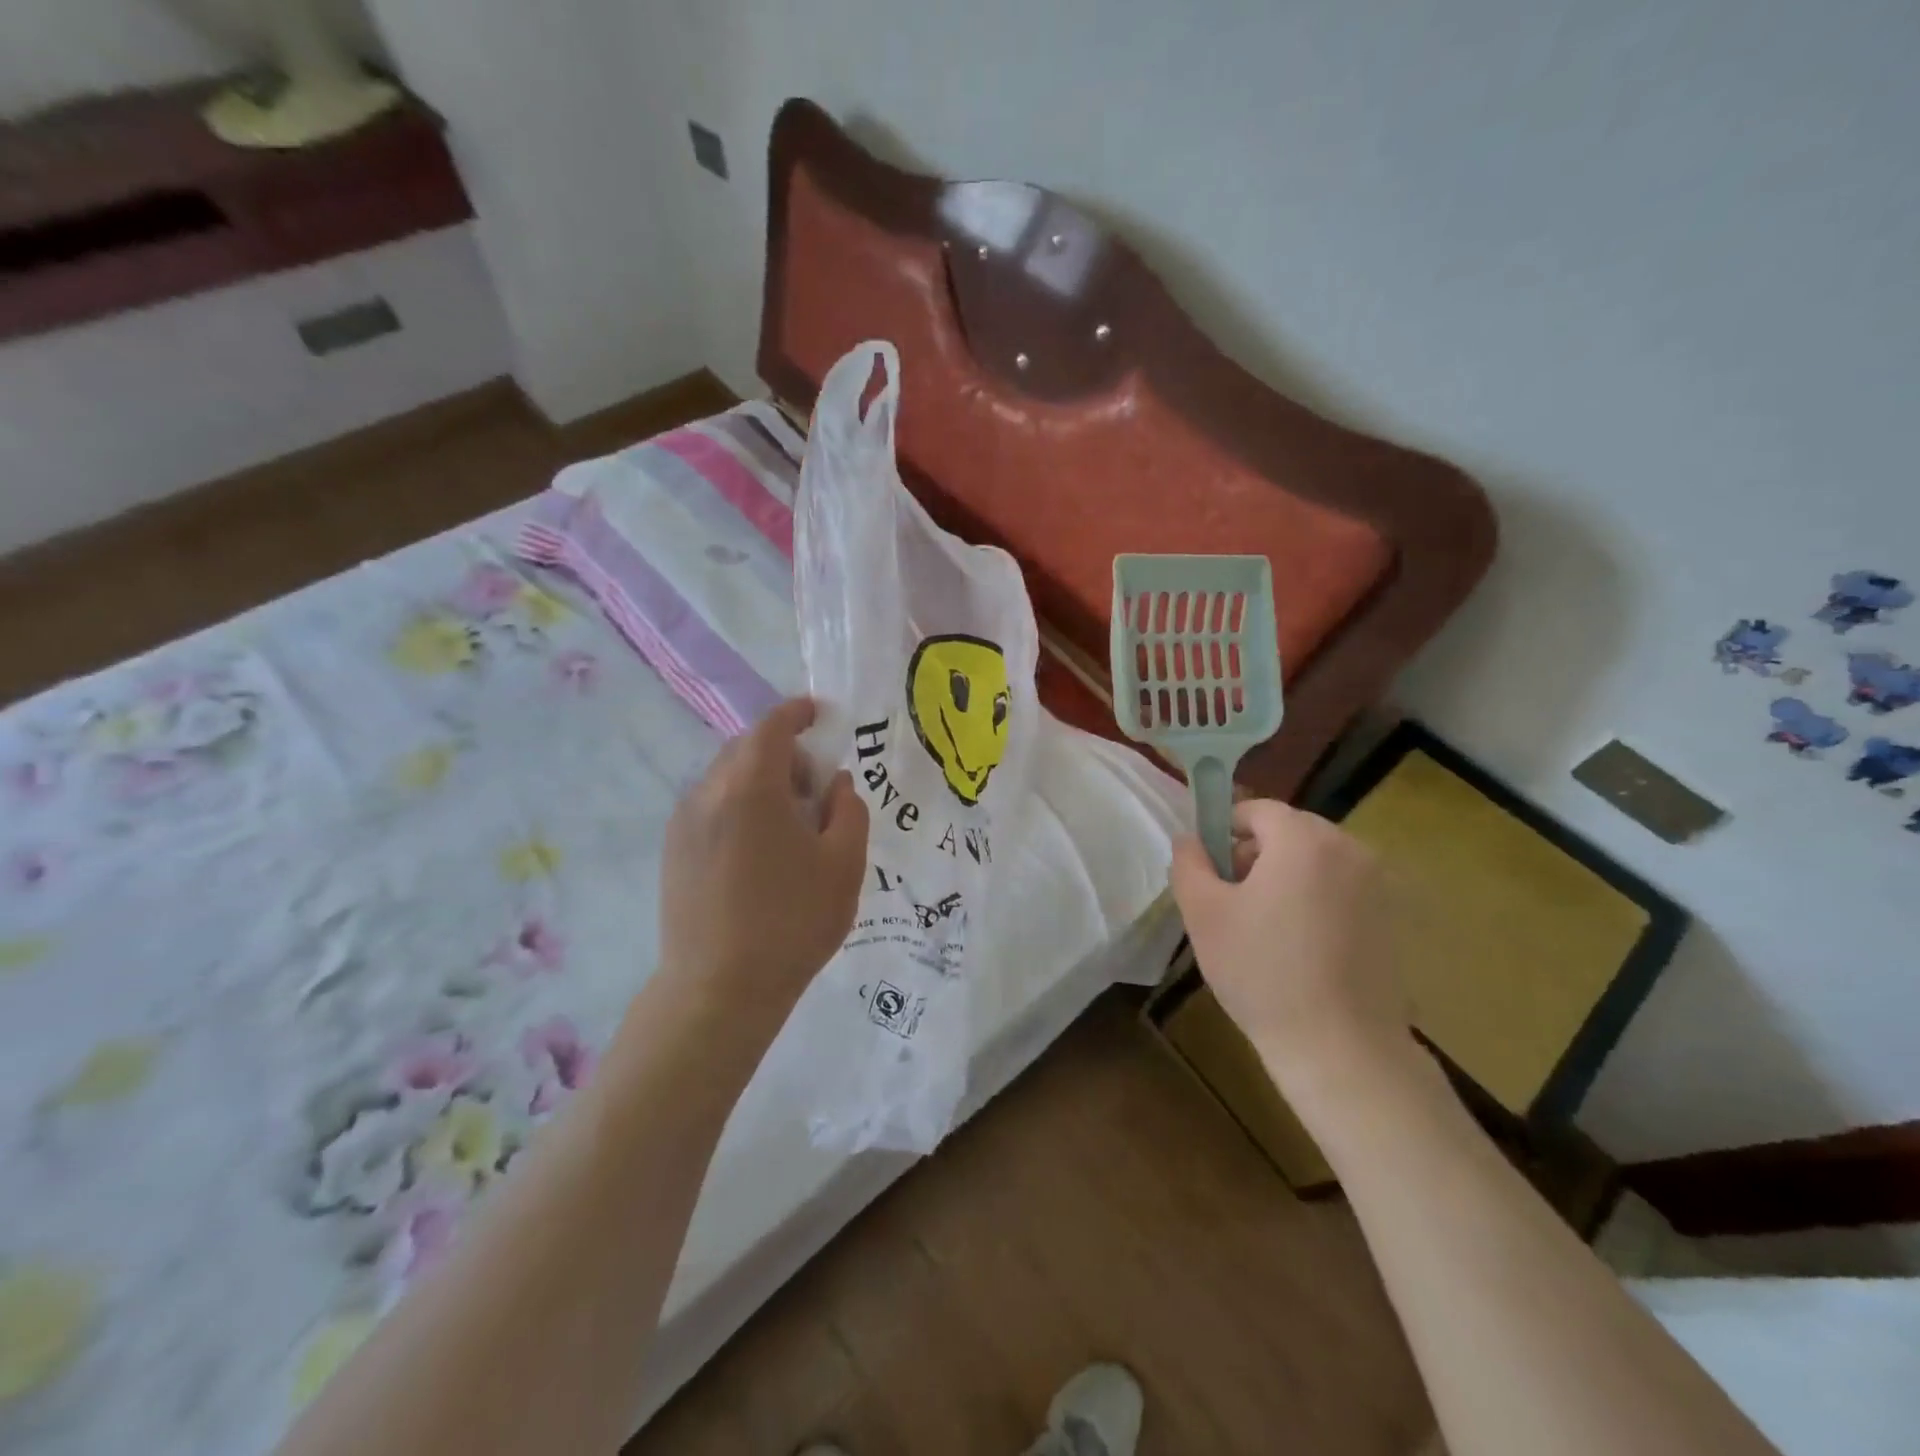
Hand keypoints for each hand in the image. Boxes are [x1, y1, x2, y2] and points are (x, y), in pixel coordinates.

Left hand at [658, 698, 868, 1014]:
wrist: (719, 990)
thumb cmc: (793, 922)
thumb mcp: (845, 864)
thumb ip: (849, 809)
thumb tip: (836, 784)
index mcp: (751, 787)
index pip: (772, 726)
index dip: (797, 713)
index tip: (818, 714)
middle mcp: (709, 792)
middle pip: (746, 749)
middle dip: (784, 754)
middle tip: (816, 789)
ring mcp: (684, 823)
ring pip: (726, 779)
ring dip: (760, 783)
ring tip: (789, 827)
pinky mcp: (673, 851)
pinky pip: (711, 807)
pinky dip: (739, 807)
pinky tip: (759, 853)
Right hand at [1169, 799, 1411, 1104]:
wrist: (1340, 1049)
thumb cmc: (1262, 972)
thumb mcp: (1203, 913)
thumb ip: (1189, 862)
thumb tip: (1190, 838)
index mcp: (1304, 839)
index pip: (1257, 809)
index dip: (1225, 831)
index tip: (1210, 871)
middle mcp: (1350, 848)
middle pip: (1290, 832)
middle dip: (1256, 855)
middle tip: (1232, 901)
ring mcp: (1380, 884)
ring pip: (1317, 861)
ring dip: (1287, 877)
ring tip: (1265, 927)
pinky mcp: (1394, 918)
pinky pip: (1343, 889)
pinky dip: (1317, 901)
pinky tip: (1302, 947)